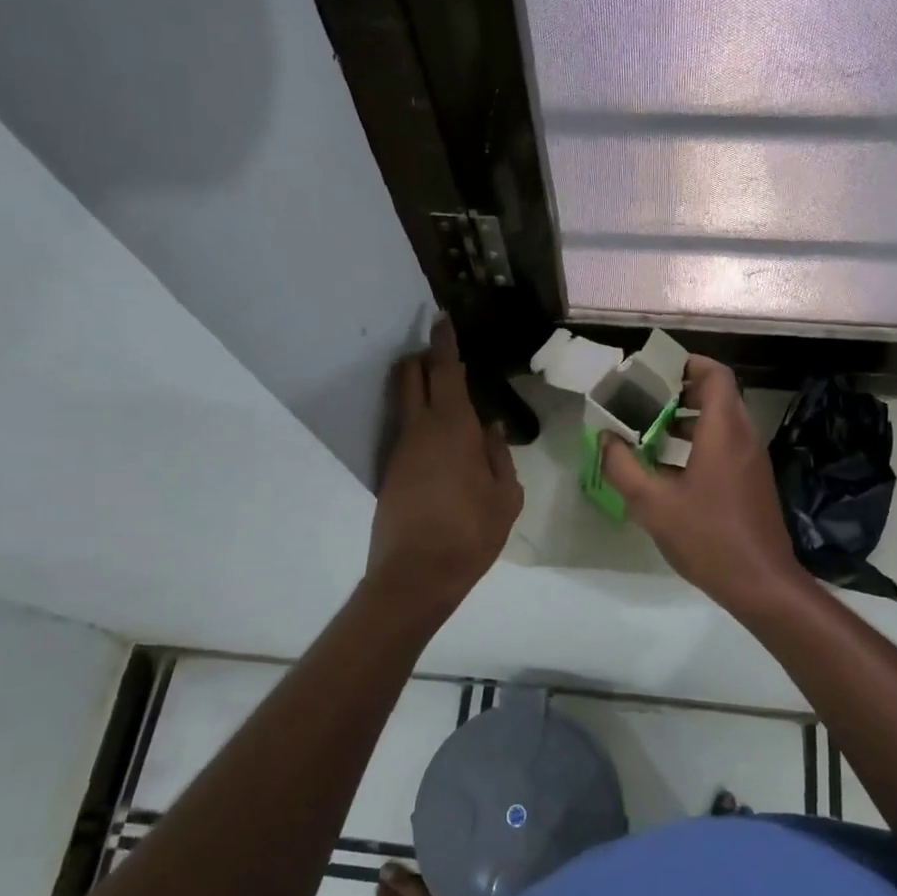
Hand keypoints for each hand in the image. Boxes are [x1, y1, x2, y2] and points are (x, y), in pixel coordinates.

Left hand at [367, 317, 523, 603]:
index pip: (444, 371)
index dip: (443, 342)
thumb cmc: (471, 532)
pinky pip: (406, 431)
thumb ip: (498, 456)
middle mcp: (420, 429)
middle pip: (411, 377)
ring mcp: (400, 450)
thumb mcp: (505, 497)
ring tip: (445, 396)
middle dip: (421, 358)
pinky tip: (441, 440)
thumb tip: (491, 429)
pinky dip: (420, 421)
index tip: (441, 320)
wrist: (416, 575)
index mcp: (452, 427)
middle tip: (438, 352)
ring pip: (405, 403)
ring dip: (420, 389)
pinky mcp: (390, 472)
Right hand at [600, 356, 808, 610]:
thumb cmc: (707, 537)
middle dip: (680, 393)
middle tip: (643, 401)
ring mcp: (751, 461)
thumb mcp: (652, 504)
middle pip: (717, 396)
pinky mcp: (751, 482)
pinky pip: (725, 446)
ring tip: (648, 432)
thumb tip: (604, 438)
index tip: (655, 371)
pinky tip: (667, 469)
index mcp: (724, 431)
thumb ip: (622, 467)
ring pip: (720, 423)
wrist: (760, 583)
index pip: (716, 375)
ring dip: (687, 421)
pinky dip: (698, 444)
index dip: (688, 364)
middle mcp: (743, 437)